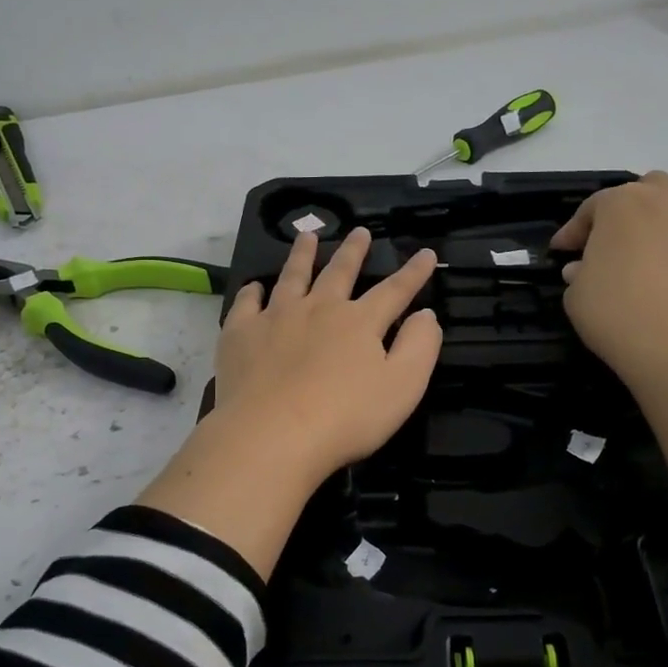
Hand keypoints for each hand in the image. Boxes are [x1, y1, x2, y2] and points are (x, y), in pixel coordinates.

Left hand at [213, 227, 441, 479]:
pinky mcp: (241, 335)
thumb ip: (420, 346)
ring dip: (302, 255)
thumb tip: (426, 314)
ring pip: (292, 277)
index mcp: (360, 322)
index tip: (425, 253)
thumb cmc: (346, 417)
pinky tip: (254, 287)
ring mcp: (276, 318)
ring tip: (307, 236)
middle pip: (339, 272)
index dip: (413, 272)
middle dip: (354, 251)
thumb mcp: (403, 386)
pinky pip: (246, 305)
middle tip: (359, 231)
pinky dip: (251, 293)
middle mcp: (318, 309)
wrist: (272, 435)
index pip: (394, 290)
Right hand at [549, 172, 667, 392]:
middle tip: (622, 239)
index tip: (564, 251)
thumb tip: (584, 268)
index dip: (575, 229)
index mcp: (622, 205)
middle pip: (652, 185)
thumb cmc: (617, 315)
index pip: (593, 207)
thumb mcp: (576, 296)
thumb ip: (579, 274)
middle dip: (634, 206)